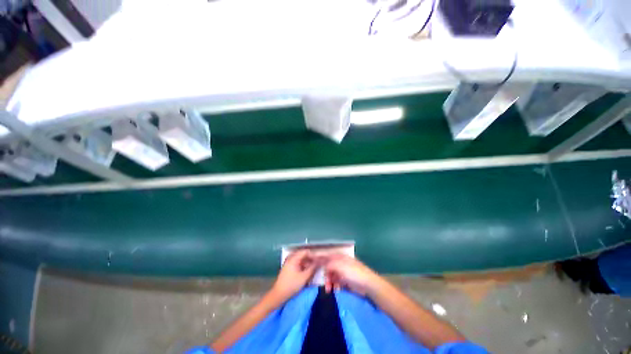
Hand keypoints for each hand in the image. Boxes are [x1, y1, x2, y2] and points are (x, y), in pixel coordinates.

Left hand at [271, 250, 318, 301]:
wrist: (278, 295)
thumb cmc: (291, 285)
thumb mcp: (304, 277)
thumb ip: (313, 268)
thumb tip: (320, 262)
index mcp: (294, 258)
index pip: (306, 252)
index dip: (313, 255)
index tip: (319, 260)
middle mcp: (291, 258)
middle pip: (303, 255)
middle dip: (311, 259)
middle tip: (318, 265)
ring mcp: (289, 263)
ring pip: (301, 260)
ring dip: (308, 263)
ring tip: (314, 269)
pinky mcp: (289, 268)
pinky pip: (298, 264)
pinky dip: (304, 267)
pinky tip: (307, 272)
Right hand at [323, 254, 379, 295]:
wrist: (368, 285)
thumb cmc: (353, 273)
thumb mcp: (340, 266)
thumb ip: (329, 264)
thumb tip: (323, 265)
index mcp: (339, 257)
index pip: (327, 256)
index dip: (319, 259)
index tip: (311, 262)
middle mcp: (341, 263)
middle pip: (328, 267)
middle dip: (326, 276)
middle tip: (326, 285)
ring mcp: (344, 272)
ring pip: (332, 276)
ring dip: (330, 282)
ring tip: (330, 290)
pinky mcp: (346, 280)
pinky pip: (337, 282)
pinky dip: (335, 286)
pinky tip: (337, 290)